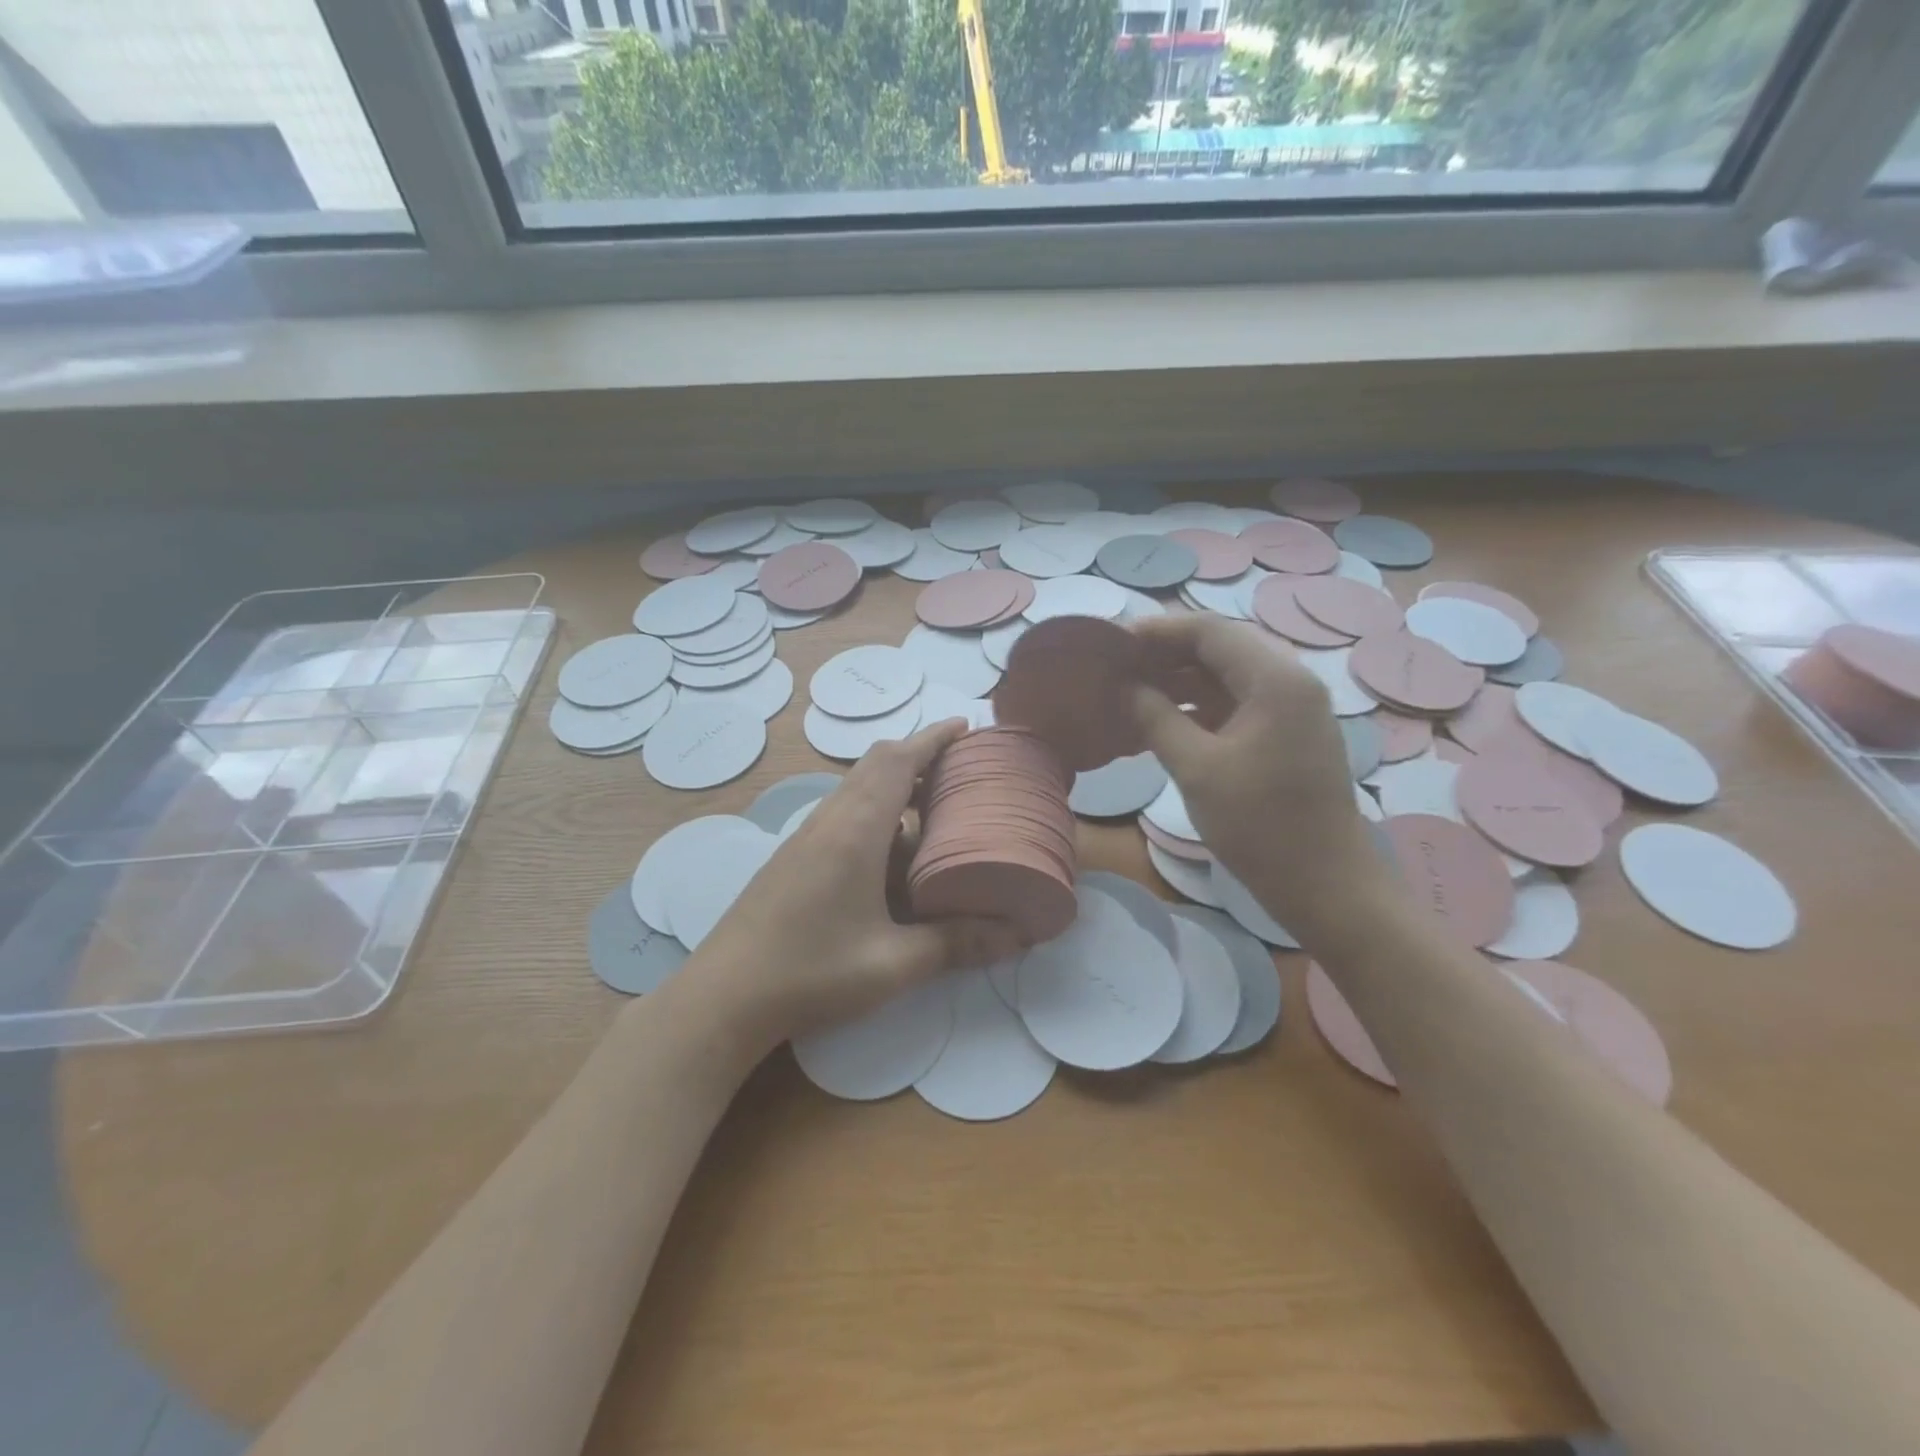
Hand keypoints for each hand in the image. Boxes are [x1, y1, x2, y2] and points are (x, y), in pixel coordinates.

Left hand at [689, 720, 1022, 1049]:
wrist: (724, 997)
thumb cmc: (812, 972)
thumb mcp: (894, 964)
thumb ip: (957, 945)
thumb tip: (1017, 936)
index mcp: (855, 831)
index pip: (897, 760)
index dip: (933, 738)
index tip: (966, 727)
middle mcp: (829, 821)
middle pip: (875, 765)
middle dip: (918, 756)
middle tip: (958, 770)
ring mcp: (806, 838)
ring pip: (856, 790)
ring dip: (894, 786)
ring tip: (933, 810)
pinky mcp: (793, 858)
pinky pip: (842, 815)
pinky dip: (875, 813)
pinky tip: (891, 857)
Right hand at [1130, 614, 1390, 944]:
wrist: (1325, 884)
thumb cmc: (1260, 825)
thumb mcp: (1196, 768)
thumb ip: (1155, 718)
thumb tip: (1124, 686)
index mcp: (1275, 680)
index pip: (1209, 631)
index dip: (1157, 632)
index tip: (1110, 642)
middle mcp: (1288, 682)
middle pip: (1218, 649)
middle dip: (1164, 654)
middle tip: (1115, 667)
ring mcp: (1290, 709)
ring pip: (1225, 677)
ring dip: (1178, 681)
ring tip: (1129, 692)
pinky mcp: (1284, 735)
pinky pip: (1234, 704)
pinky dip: (1196, 706)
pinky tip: (1160, 720)